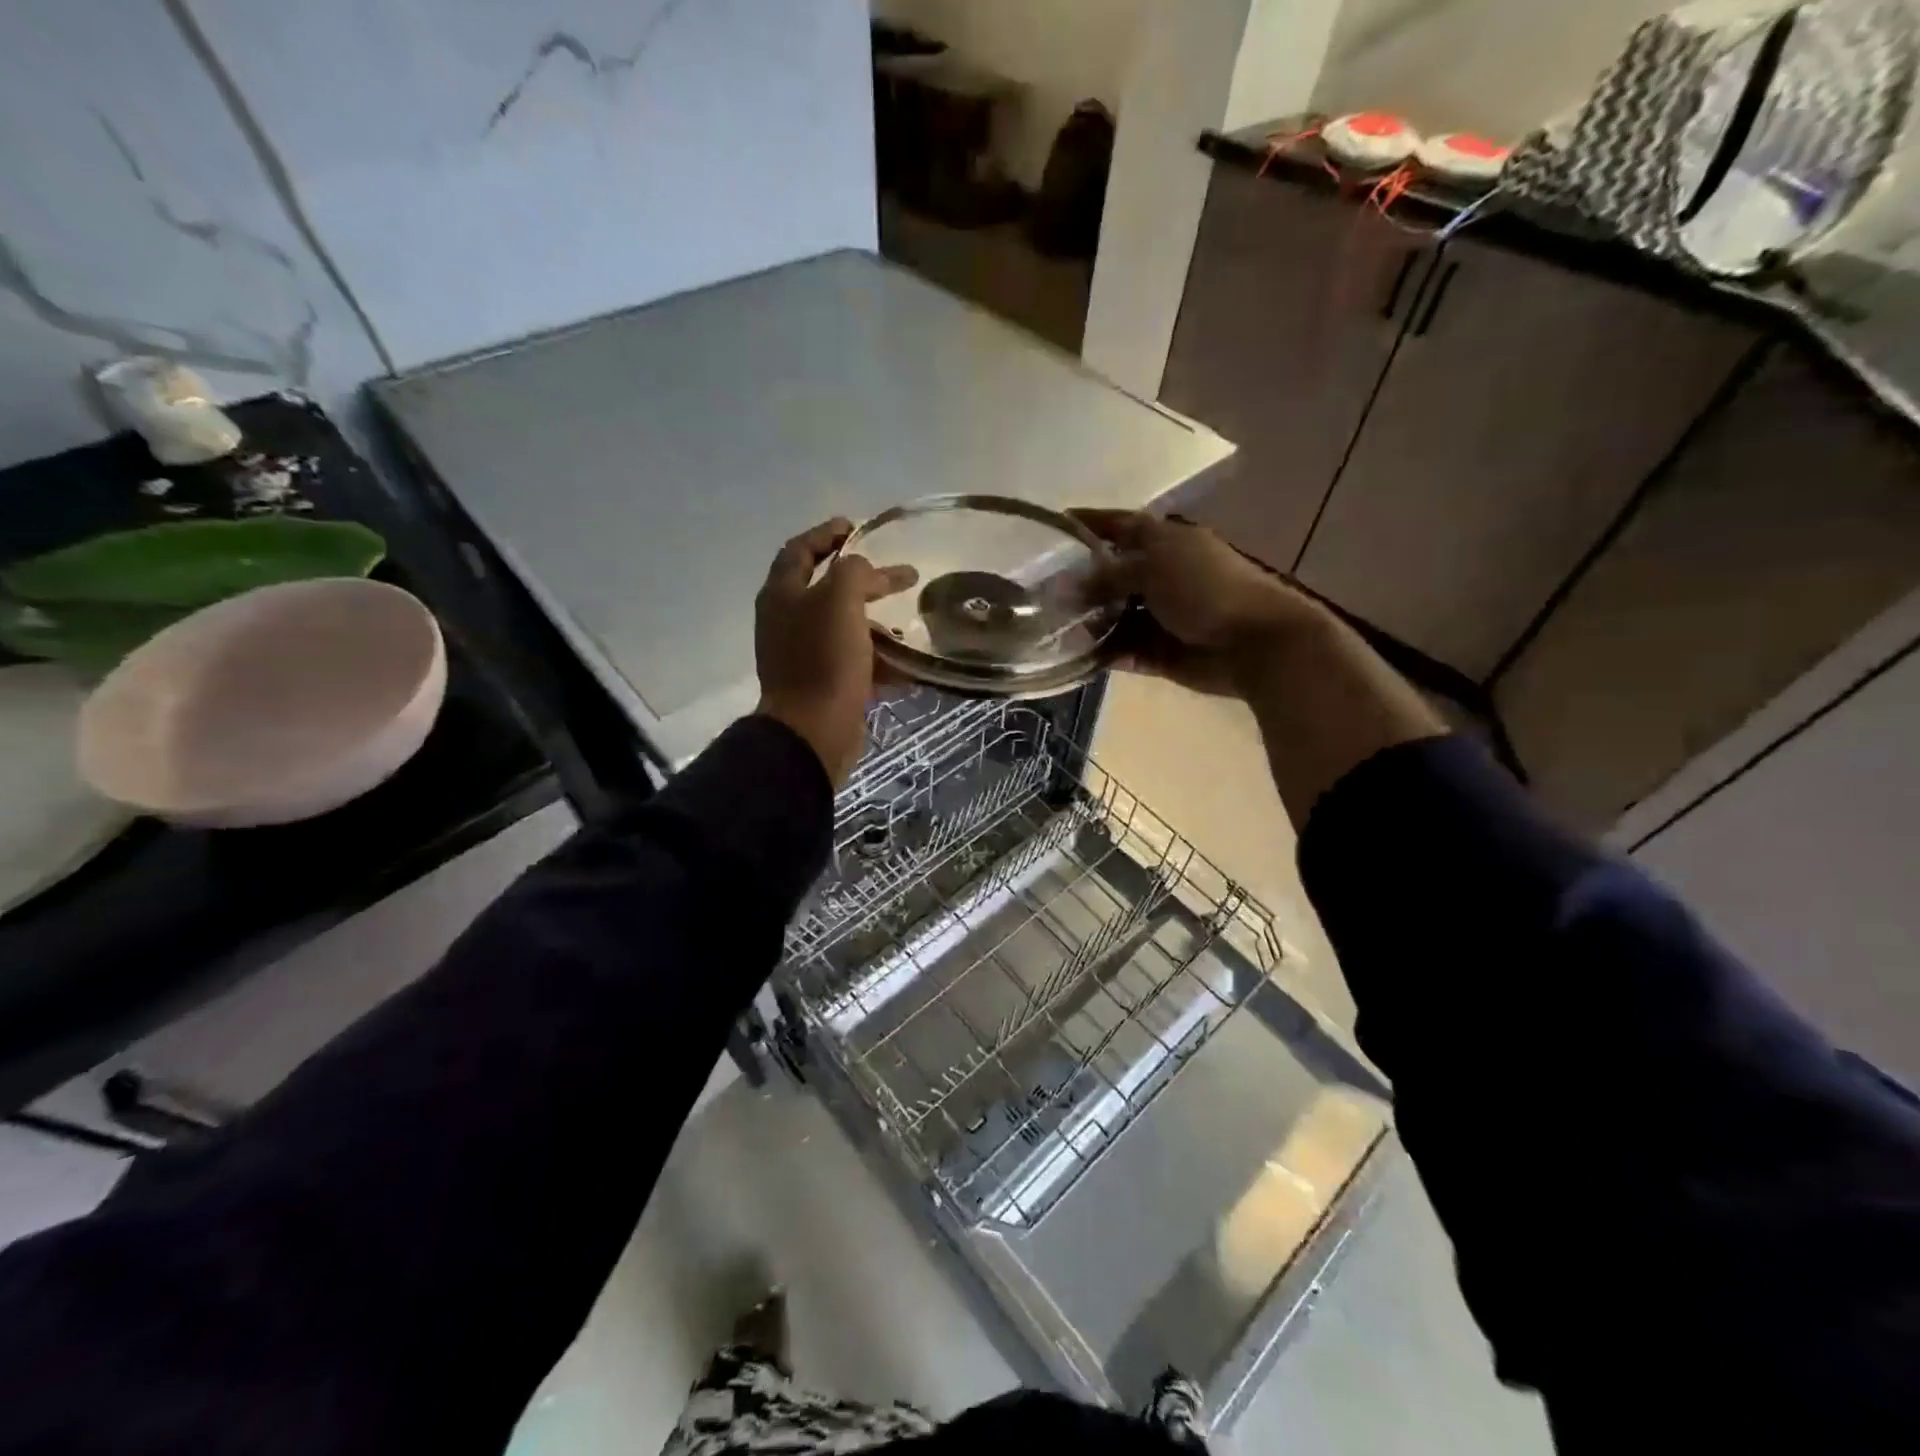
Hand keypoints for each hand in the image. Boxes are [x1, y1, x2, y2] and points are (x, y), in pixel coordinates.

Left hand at [755, 518, 916, 786]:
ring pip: (842, 628)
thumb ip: (855, 572)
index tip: (856, 526)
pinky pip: (853, 662)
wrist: (813, 731)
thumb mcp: (841, 600)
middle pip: (824, 589)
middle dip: (861, 581)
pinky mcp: (821, 683)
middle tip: (894, 576)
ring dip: (874, 623)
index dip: (826, 534)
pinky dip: (878, 660)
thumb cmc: (824, 659)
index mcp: (782, 595)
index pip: (799, 549)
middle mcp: (786, 621)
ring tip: (907, 624)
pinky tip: (906, 667)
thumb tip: (870, 573)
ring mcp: (802, 654)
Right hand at [1073, 509, 1326, 696]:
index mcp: (1165, 543)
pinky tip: (1073, 657)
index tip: (1055, 524)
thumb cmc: (1206, 590)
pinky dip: (1102, 654)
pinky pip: (1123, 651)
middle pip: (1111, 576)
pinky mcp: (1160, 652)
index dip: (1091, 523)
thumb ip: (1109, 574)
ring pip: (1113, 617)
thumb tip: (1070, 585)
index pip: (1120, 526)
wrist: (1254, 642)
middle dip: (1079, 584)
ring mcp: (1160, 616)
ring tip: (1049, 629)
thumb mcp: (1154, 567)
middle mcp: (1160, 576)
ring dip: (1087, 623)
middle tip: (1040, 592)